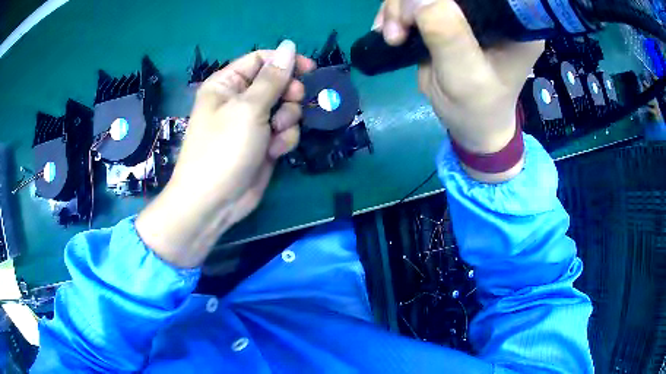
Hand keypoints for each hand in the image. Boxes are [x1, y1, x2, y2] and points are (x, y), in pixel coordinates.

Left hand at [136, 41, 315, 267]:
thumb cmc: (223, 149)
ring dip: (287, 121)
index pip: (261, 60)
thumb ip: (273, 77)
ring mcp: (253, 123)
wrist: (215, 202)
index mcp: (227, 84)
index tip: (310, 70)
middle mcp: (240, 100)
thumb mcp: (248, 108)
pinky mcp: (264, 143)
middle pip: (278, 83)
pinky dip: (283, 140)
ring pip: (286, 109)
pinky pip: (285, 131)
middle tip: (291, 104)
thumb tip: (289, 45)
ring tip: (273, 136)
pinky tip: (273, 152)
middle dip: (288, 95)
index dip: (285, 62)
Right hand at [373, 0, 543, 180]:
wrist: (469, 123)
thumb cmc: (477, 107)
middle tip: (398, 28)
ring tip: (392, 36)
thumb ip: (448, 36)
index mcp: (513, 21)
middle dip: (411, 1)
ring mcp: (468, 10)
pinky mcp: (449, 15)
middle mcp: (493, 9)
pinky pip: (415, 0)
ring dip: (398, 7)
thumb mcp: (466, 77)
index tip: (420, 11)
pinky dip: (396, 12)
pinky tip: (389, 30)